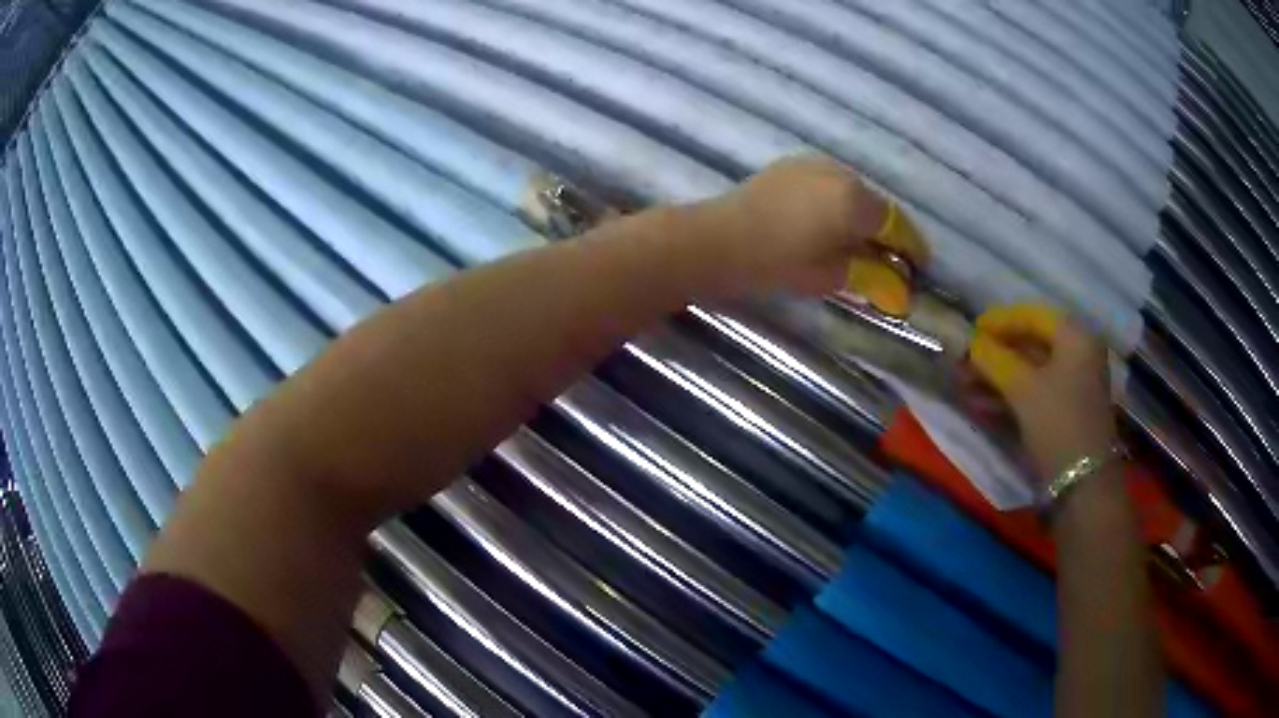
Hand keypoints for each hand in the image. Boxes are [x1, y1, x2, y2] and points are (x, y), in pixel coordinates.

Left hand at [689, 156, 928, 297]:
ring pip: (853, 190)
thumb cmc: (778, 262)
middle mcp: (842, 174)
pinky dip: (839, 202)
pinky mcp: (793, 165)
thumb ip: (869, 274)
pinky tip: (831, 221)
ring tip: (861, 242)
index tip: (920, 266)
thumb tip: (895, 284)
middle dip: (887, 231)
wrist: (719, 239)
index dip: (912, 247)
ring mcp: (815, 164)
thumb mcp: (830, 275)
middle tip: (890, 258)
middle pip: (877, 204)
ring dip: (863, 214)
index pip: (897, 224)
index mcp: (856, 201)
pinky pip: (829, 183)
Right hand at [968, 304, 1117, 482]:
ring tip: (965, 385)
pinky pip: (1034, 394)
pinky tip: (982, 406)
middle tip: (966, 361)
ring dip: (997, 377)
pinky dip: (1009, 396)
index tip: (972, 330)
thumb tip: (971, 343)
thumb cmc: (1058, 423)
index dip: (1000, 321)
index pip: (1033, 316)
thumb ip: (994, 360)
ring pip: (1030, 372)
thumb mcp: (1023, 388)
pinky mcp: (1066, 413)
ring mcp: (1074, 385)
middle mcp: (1078, 355)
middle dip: (996, 353)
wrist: (1082, 484)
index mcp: (1076, 337)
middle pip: (1032, 344)